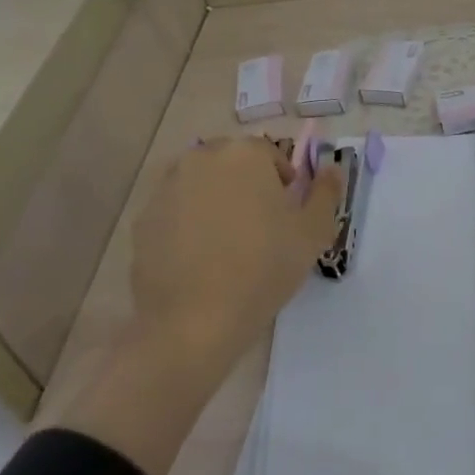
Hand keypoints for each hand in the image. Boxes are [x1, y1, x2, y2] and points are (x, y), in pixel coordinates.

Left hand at [57, 136, 340, 474]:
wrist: (194, 321)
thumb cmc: (264, 268)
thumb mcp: (313, 231)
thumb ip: (326, 192)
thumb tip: (332, 168)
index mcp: (245, 154)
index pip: (270, 154)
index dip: (283, 183)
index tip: (287, 215)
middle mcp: (201, 158)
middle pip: (232, 163)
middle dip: (247, 186)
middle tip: (260, 227)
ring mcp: (166, 187)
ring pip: (201, 184)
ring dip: (216, 201)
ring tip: (228, 243)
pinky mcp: (143, 219)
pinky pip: (175, 210)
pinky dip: (188, 223)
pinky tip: (199, 259)